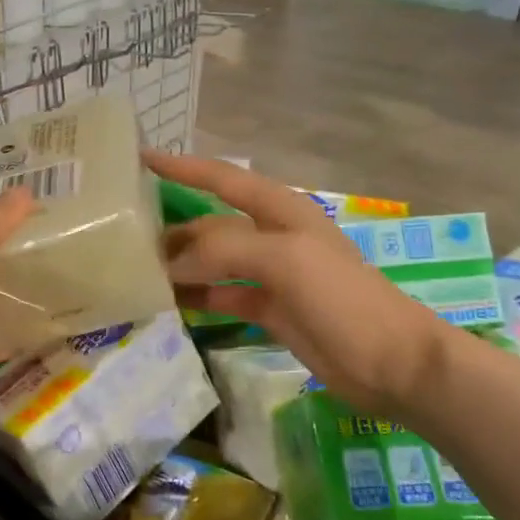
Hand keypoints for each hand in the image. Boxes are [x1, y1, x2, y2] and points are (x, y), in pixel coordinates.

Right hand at [145, 151, 446, 408]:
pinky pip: (223, 296)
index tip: (140, 157)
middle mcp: (273, 236)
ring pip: (214, 262)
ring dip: (182, 265)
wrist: (393, 362)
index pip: (223, 179)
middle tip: (127, 238)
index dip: (183, 167)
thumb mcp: (284, 259)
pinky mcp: (271, 310)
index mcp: (281, 210)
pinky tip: (170, 303)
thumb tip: (171, 263)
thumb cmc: (342, 297)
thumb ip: (224, 250)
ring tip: (139, 273)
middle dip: (175, 229)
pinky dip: (198, 297)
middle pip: (212, 224)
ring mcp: (272, 275)